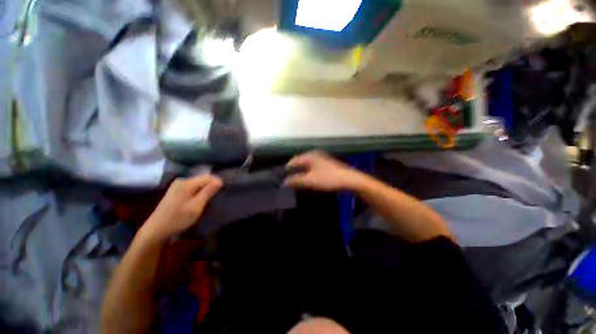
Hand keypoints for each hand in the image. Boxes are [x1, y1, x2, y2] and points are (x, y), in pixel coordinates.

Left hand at [140, 175, 222, 243]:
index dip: (217, 183)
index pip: (208, 177)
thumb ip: (208, 192)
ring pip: (198, 184)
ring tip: (208, 202)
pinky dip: (198, 194)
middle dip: (211, 187)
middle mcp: (182, 181)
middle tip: (215, 199)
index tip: (221, 194)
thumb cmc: (177, 219)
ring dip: (205, 191)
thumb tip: (220, 180)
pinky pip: (193, 188)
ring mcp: (177, 186)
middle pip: (203, 179)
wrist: (155, 231)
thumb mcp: (196, 206)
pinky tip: (198, 202)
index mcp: (186, 183)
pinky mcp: (176, 192)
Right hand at [284, 151, 361, 190]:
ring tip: (298, 178)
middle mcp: (314, 154)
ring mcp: (322, 158)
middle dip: (294, 168)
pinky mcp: (327, 163)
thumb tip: (284, 182)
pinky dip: (309, 170)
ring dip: (301, 170)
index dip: (288, 168)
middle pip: (300, 160)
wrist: (348, 179)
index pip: (294, 160)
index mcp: (309, 156)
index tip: (283, 176)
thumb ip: (296, 180)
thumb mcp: (310, 180)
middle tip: (290, 177)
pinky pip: (313, 165)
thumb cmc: (327, 178)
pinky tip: (310, 176)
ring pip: (307, 163)